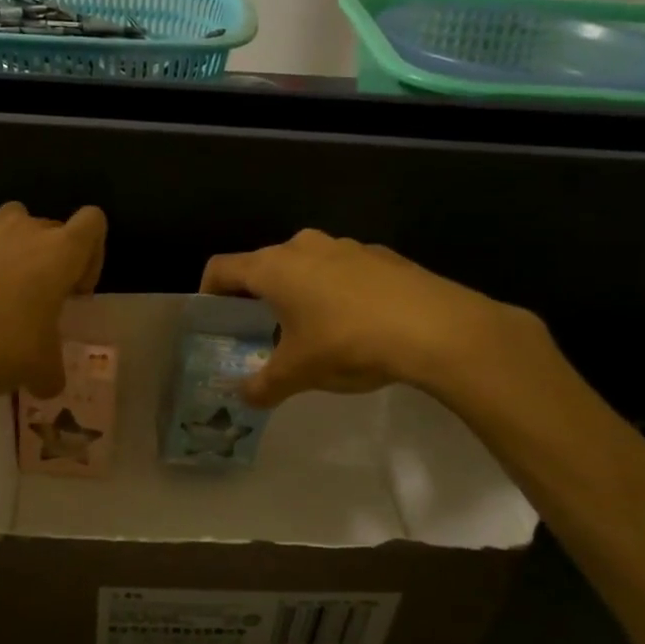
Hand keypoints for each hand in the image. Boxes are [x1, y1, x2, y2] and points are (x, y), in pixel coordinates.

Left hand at [0, 203, 106, 406]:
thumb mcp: (39, 369)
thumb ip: (52, 370)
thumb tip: (48, 382)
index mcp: (58, 251)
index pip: (93, 222)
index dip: (92, 254)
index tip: (75, 291)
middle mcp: (21, 231)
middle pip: (50, 228)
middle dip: (50, 261)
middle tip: (39, 306)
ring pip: (8, 235)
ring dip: (13, 262)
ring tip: (0, 309)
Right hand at [200, 229, 543, 408]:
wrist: (435, 327)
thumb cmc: (348, 343)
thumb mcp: (299, 373)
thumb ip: (264, 385)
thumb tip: (245, 398)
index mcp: (273, 267)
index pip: (222, 268)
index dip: (209, 292)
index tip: (215, 318)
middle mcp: (303, 246)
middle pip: (264, 265)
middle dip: (258, 296)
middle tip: (262, 331)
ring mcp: (345, 245)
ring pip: (306, 266)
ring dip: (300, 292)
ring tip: (313, 330)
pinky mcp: (380, 255)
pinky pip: (343, 271)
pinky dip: (337, 292)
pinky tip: (357, 325)